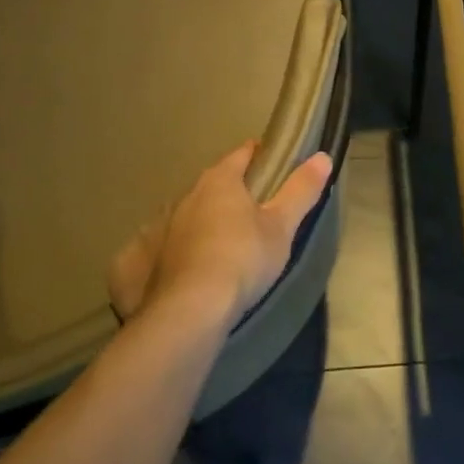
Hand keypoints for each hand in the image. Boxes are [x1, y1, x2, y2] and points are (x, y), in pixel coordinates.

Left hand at [109, 141, 332, 331]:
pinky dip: (179, 249)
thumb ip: (301, 190)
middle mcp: (186, 195)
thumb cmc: (242, 259)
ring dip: (205, 222)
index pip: (243, 154)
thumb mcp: (281, 227)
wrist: (190, 310)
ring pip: (189, 214)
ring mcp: (160, 226)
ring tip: (225, 245)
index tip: (276, 166)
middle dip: (233, 193)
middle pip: (214, 184)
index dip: (261, 156)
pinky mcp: (141, 258)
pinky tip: (190, 268)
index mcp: (220, 181)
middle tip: (256, 213)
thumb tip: (322, 156)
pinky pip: (165, 245)